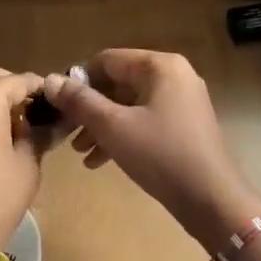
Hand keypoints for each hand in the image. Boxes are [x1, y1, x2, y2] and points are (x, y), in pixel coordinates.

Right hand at [44, 49, 260, 252]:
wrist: (211, 199)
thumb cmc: (160, 154)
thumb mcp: (113, 127)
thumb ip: (80, 101)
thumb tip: (50, 79)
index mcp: (160, 66)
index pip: (107, 60)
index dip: (78, 80)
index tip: (57, 105)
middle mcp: (173, 76)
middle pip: (118, 82)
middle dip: (89, 108)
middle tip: (66, 132)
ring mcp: (181, 101)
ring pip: (129, 105)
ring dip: (102, 125)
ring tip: (80, 152)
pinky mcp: (183, 126)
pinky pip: (144, 120)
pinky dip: (122, 135)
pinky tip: (100, 161)